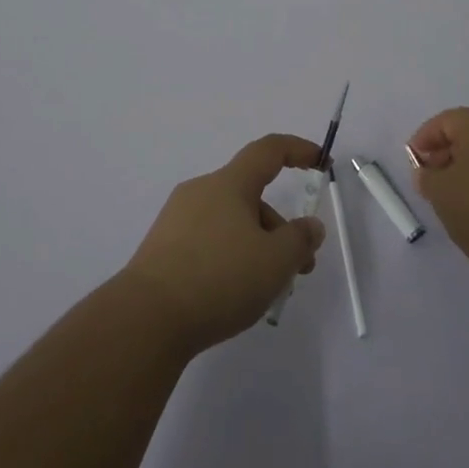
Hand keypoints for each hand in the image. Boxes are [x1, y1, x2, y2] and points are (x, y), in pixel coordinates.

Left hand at [119, 134, 327, 354]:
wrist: (147, 318)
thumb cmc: (219, 278)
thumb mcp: (275, 262)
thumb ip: (300, 240)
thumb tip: (310, 226)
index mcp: (228, 183)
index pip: (267, 151)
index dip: (297, 150)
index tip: (321, 160)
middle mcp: (201, 191)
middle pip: (250, 196)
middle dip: (279, 227)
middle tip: (299, 267)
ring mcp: (177, 219)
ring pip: (230, 222)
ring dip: (256, 246)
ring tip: (267, 292)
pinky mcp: (163, 247)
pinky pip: (208, 241)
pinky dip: (229, 257)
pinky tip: (233, 294)